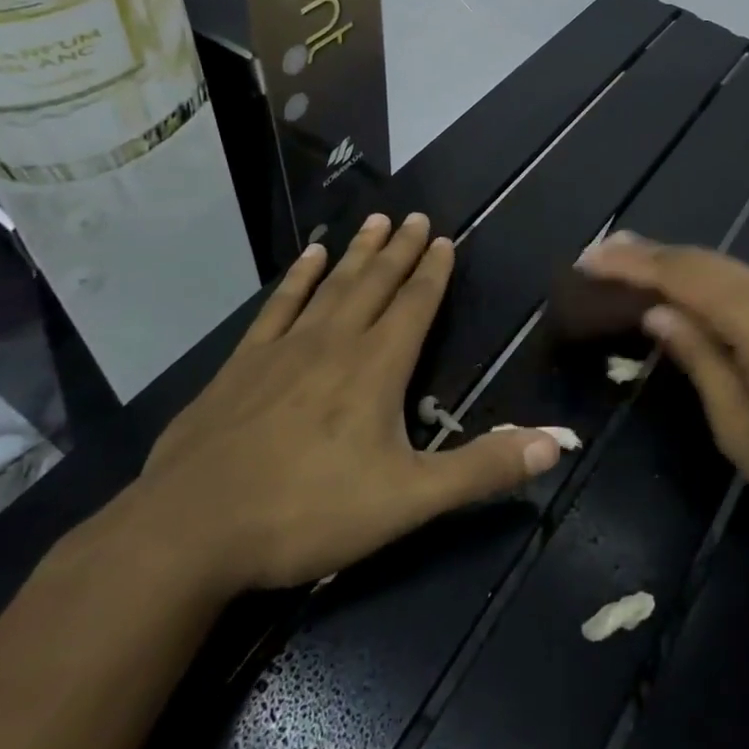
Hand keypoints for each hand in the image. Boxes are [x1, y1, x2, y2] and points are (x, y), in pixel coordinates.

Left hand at [132, 213, 565, 596]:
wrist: (189, 532)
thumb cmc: (308, 513)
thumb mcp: (409, 500)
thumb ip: (483, 468)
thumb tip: (559, 441)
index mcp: (377, 367)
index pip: (415, 305)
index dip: (433, 271)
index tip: (444, 238)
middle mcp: (335, 343)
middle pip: (376, 284)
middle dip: (400, 250)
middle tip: (415, 216)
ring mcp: (284, 349)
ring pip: (332, 286)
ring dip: (358, 254)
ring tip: (374, 221)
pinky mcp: (242, 365)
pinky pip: (279, 307)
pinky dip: (298, 279)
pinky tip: (310, 258)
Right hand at [577, 232, 748, 518]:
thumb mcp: (741, 426)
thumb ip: (698, 361)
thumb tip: (658, 315)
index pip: (678, 275)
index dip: (630, 265)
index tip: (587, 260)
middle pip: (698, 260)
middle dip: (646, 254)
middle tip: (599, 253)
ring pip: (720, 265)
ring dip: (674, 262)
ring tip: (630, 261)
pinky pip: (740, 278)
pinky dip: (703, 276)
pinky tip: (687, 285)